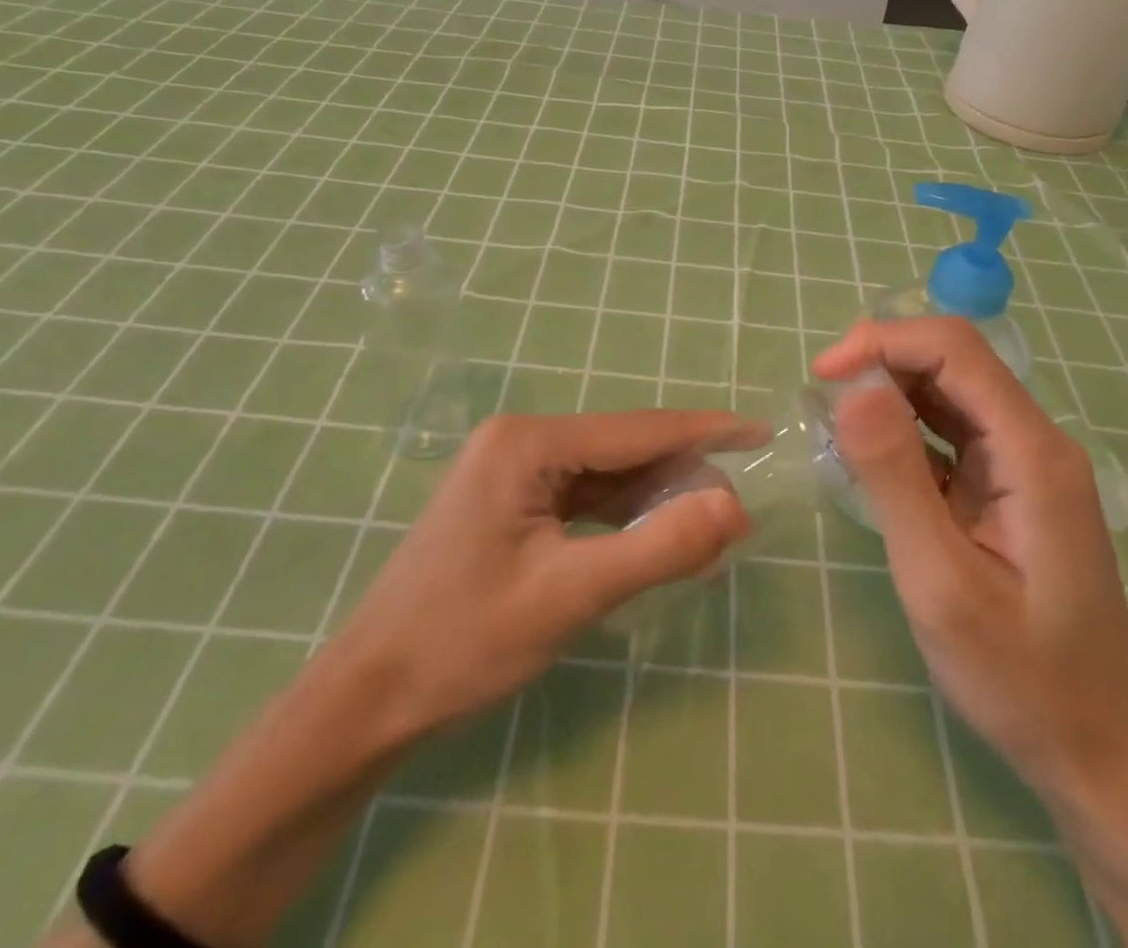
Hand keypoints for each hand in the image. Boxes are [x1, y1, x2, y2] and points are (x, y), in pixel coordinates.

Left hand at [331, 411, 758, 737]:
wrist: (367, 699)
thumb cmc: (463, 642)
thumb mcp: (571, 596)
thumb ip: (658, 547)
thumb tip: (735, 506)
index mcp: (528, 443)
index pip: (638, 429)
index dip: (704, 430)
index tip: (760, 431)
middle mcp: (521, 440)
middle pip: (624, 449)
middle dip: (681, 477)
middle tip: (735, 519)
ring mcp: (513, 469)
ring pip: (607, 474)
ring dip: (655, 500)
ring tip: (706, 533)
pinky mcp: (512, 500)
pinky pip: (584, 497)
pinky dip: (623, 517)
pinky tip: (654, 538)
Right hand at [812, 319, 1127, 787]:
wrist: (1097, 753)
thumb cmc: (1019, 677)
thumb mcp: (941, 580)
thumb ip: (894, 476)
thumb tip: (852, 387)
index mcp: (1031, 451)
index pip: (954, 350)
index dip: (883, 342)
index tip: (823, 377)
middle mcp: (1035, 441)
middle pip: (954, 361)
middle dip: (882, 361)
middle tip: (822, 401)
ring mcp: (1025, 464)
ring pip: (950, 392)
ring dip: (890, 392)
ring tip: (837, 424)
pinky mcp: (1009, 487)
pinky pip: (952, 432)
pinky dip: (905, 428)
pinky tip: (871, 457)